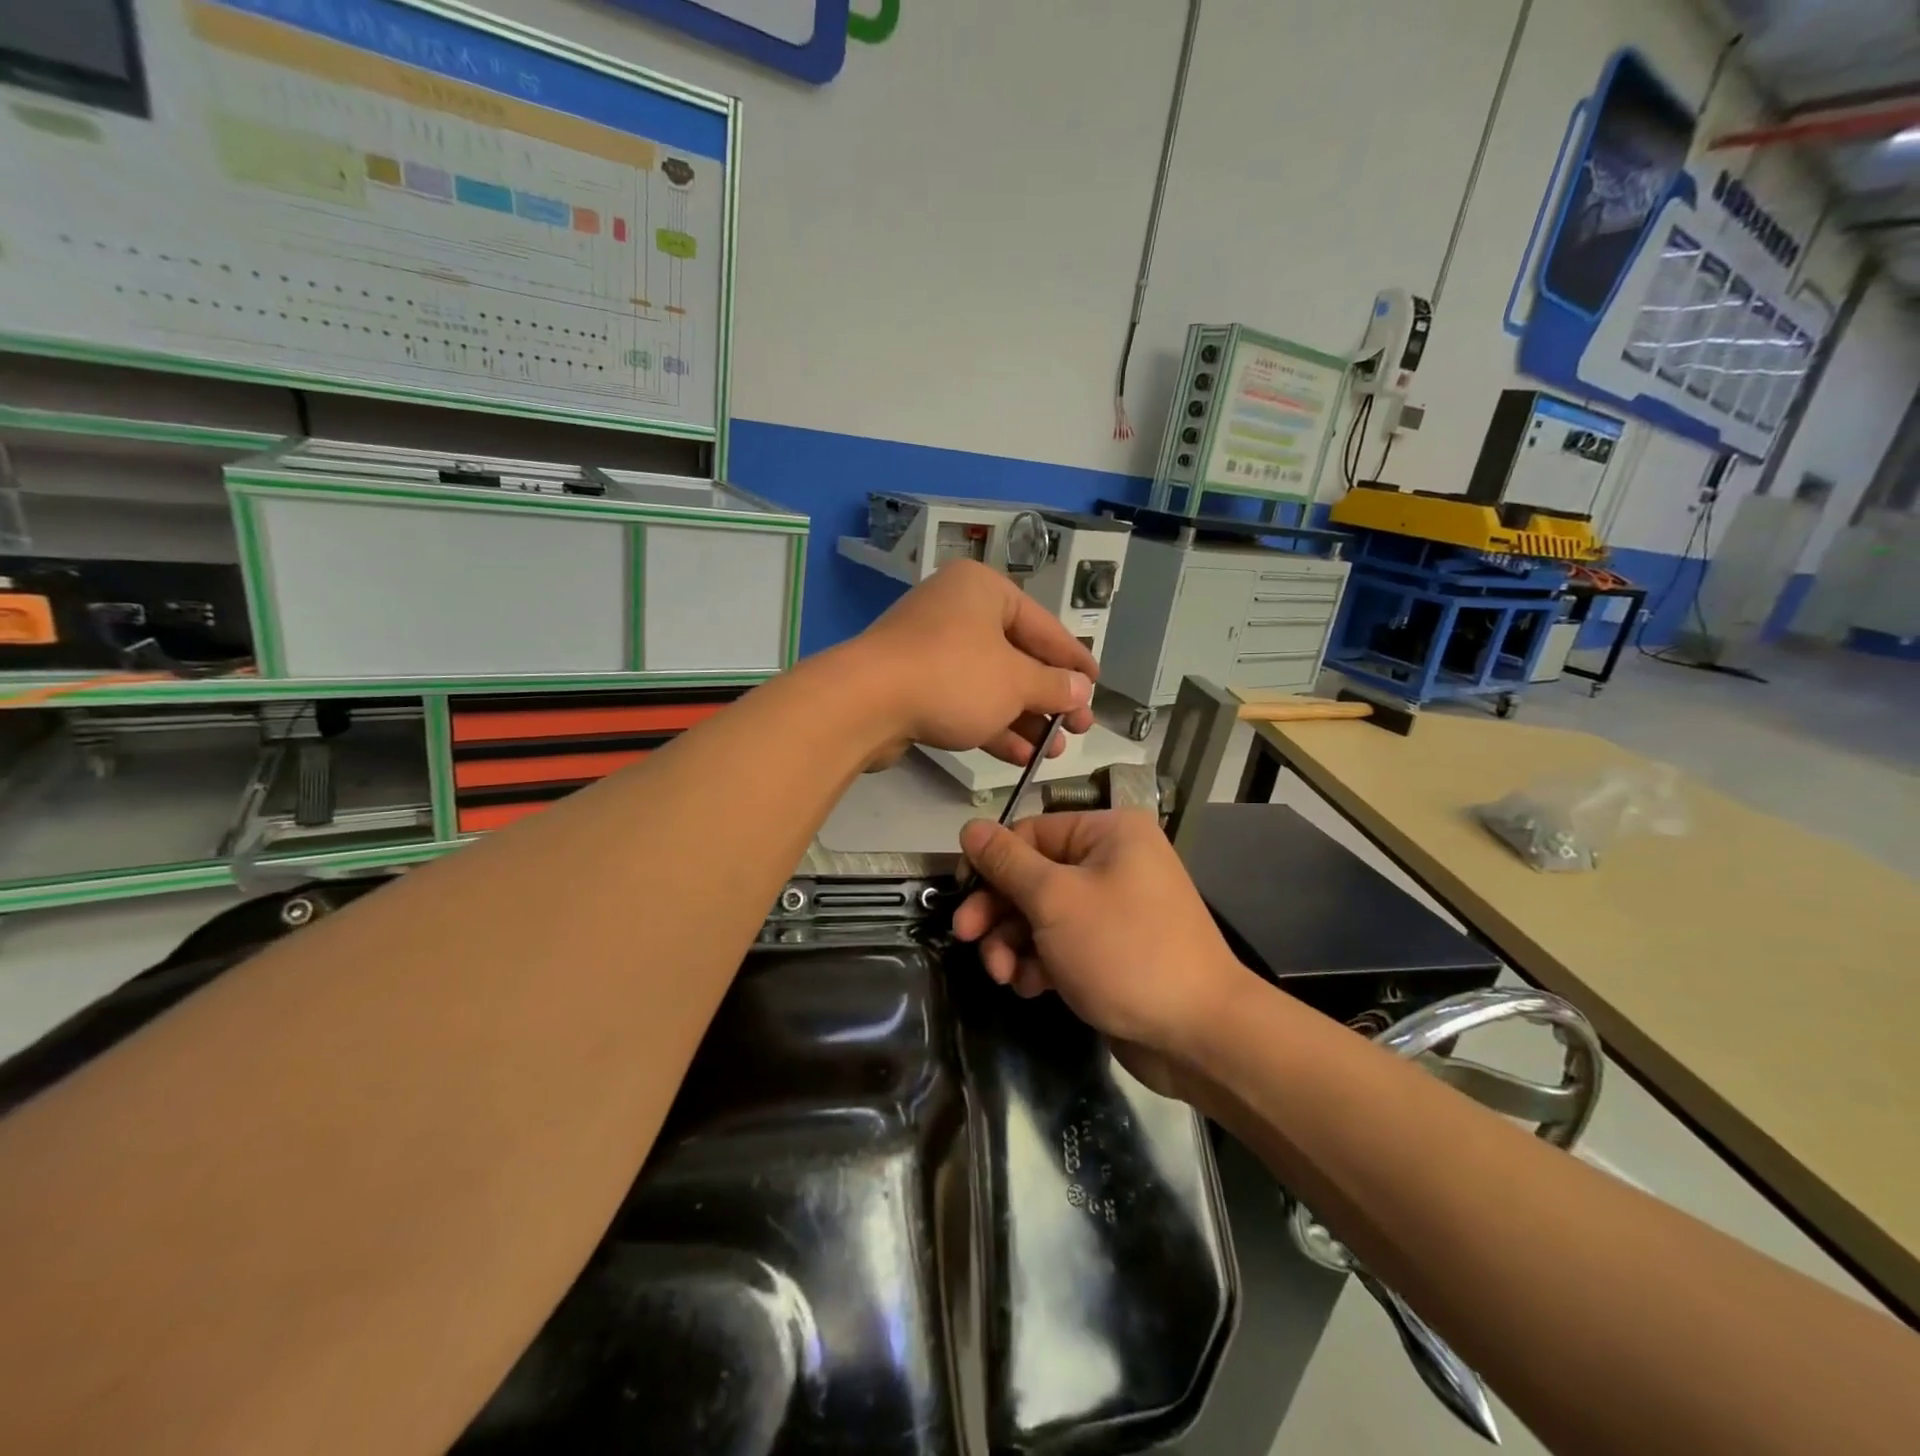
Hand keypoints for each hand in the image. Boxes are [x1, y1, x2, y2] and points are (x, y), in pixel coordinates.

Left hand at [850, 560, 1097, 766]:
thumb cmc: (953, 677)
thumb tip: (1081, 690)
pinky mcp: (913, 684)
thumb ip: (1053, 686)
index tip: (1097, 685)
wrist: (865, 704)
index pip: (1044, 625)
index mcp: (984, 591)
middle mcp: (957, 611)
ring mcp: (931, 649)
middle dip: (1049, 698)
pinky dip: (991, 725)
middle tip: (1078, 729)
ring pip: (990, 684)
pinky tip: (1020, 755)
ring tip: (1054, 751)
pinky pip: (963, 701)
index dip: (1074, 659)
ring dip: (1024, 719)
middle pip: (1016, 657)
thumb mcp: (1015, 682)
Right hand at [951, 811, 1256, 1077]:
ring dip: (1014, 943)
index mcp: (1108, 833)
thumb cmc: (1124, 951)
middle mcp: (1113, 862)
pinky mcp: (1111, 949)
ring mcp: (1114, 908)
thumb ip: (1006, 862)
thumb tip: (970, 827)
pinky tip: (1031, 987)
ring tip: (1004, 975)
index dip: (991, 863)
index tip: (960, 894)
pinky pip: (1062, 943)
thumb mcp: (1055, 900)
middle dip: (998, 910)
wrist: (1199, 1035)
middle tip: (966, 939)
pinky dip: (1040, 962)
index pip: (1030, 833)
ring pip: (1042, 914)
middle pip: (1033, 876)